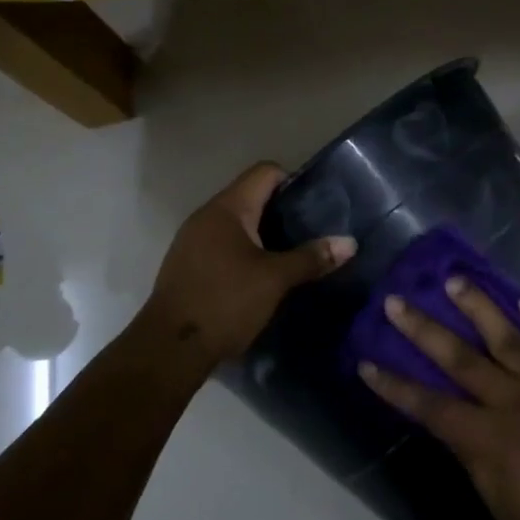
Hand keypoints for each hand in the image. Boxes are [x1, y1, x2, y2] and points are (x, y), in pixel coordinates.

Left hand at [140, 163, 355, 371]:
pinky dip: (245, 251)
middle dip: (283, 211)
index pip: (265, 172)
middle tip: (313, 232)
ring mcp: (193, 240)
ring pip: (237, 223)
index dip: (294, 181)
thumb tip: (350, 243)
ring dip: (264, 234)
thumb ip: (311, 258)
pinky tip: (262, 275)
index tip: (318, 205)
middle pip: (252, 196)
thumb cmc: (225, 302)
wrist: (169, 348)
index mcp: (228, 208)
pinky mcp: (188, 264)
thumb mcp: (275, 280)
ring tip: (293, 254)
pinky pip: (223, 244)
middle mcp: (207, 215)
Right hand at [360, 280, 519, 519]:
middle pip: (460, 359)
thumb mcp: (503, 506)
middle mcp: (514, 401)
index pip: (429, 406)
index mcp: (489, 437)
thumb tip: (460, 429)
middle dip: (424, 330)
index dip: (395, 386)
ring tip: (456, 280)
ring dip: (479, 308)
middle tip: (397, 302)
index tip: (366, 363)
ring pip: (507, 338)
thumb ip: (476, 460)